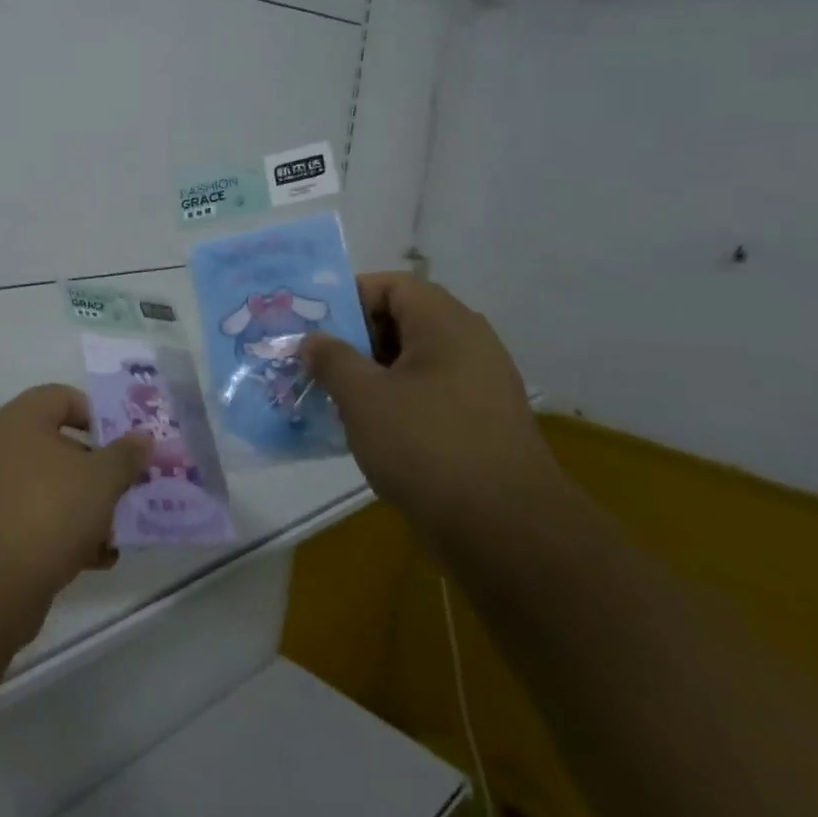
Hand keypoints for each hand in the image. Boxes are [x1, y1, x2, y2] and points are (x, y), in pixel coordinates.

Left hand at [0, 385, 150, 611]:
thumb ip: (126, 455)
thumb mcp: (101, 480)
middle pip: (57, 446)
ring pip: (48, 487)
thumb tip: (143, 437)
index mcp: (18, 420)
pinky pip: (33, 520)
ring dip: (84, 506)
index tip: (124, 443)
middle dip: (96, 469)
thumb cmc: (48, 512)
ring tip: (117, 531)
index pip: (61, 397)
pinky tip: (95, 559)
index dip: (97, 414)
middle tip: (127, 488)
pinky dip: (63, 534)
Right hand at [302, 273, 553, 542]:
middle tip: (313, 360)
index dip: (349, 297)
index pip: (392, 285)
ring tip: (329, 395)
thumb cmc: (427, 446)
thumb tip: (312, 340)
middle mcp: (468, 345)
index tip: (313, 324)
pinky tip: (362, 428)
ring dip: (368, 373)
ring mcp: (477, 386)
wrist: (504, 531)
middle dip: (353, 338)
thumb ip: (331, 359)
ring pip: (411, 362)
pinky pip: (425, 395)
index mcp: (446, 324)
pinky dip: (392, 401)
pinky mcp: (477, 424)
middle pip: (401, 321)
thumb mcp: (363, 397)